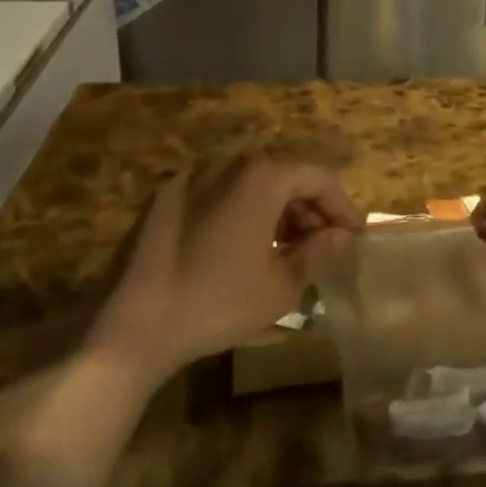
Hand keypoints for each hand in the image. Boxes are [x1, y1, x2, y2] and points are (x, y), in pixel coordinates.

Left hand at [90, 156, 359, 377]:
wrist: (132, 323)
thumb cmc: (218, 302)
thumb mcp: (281, 285)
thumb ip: (318, 252)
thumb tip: (341, 237)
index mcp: (264, 175)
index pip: (320, 178)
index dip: (342, 207)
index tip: (353, 237)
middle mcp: (231, 162)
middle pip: (285, 175)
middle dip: (309, 208)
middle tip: (322, 245)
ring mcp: (195, 175)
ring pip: (251, 182)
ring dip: (276, 209)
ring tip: (284, 248)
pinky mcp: (167, 195)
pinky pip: (219, 192)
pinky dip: (241, 210)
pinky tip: (240, 246)